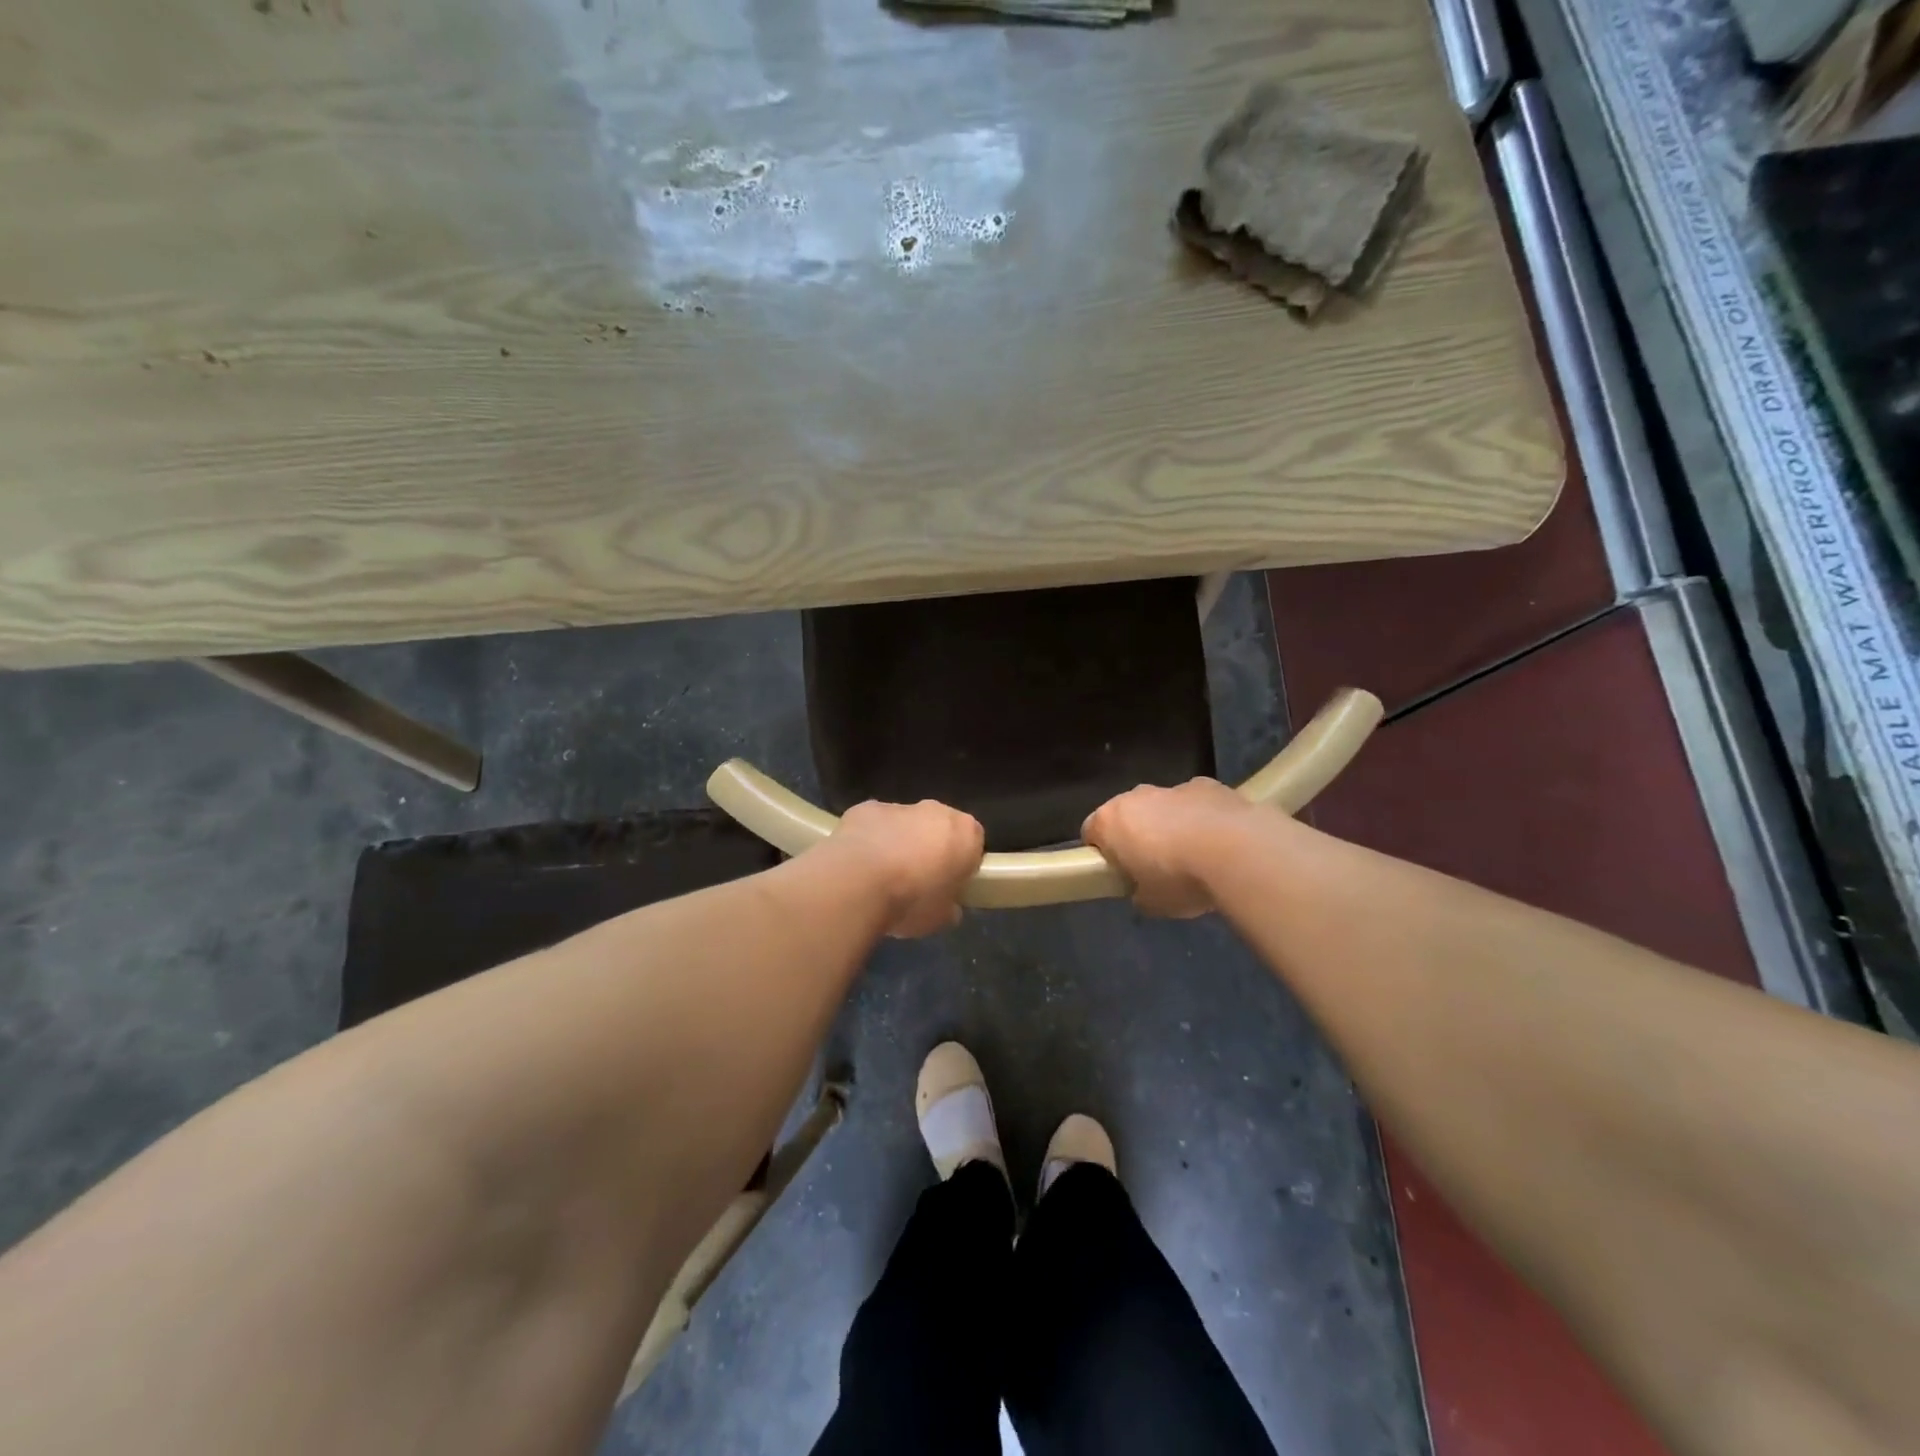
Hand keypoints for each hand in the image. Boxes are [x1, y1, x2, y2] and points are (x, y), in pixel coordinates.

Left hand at [826, 800, 985, 937]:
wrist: (857, 882)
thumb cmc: (911, 901)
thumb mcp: (941, 918)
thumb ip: (949, 907)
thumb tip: (948, 907)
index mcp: (965, 833)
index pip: (973, 843)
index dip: (962, 864)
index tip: (949, 885)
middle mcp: (936, 811)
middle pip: (939, 828)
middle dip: (930, 848)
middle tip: (916, 881)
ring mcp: (899, 806)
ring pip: (904, 824)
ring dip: (898, 843)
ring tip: (881, 877)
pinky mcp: (864, 808)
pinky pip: (873, 825)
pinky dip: (869, 839)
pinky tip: (857, 865)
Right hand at [1082, 778, 1256, 917]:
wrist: (1238, 852)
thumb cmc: (1180, 879)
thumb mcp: (1151, 902)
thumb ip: (1139, 893)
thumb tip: (1143, 891)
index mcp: (1111, 821)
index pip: (1090, 832)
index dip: (1101, 853)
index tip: (1117, 873)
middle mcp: (1137, 796)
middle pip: (1127, 814)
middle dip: (1136, 836)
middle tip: (1155, 868)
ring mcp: (1174, 787)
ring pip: (1163, 806)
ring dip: (1170, 825)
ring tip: (1194, 856)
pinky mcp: (1209, 785)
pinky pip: (1196, 803)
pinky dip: (1201, 818)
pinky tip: (1219, 842)